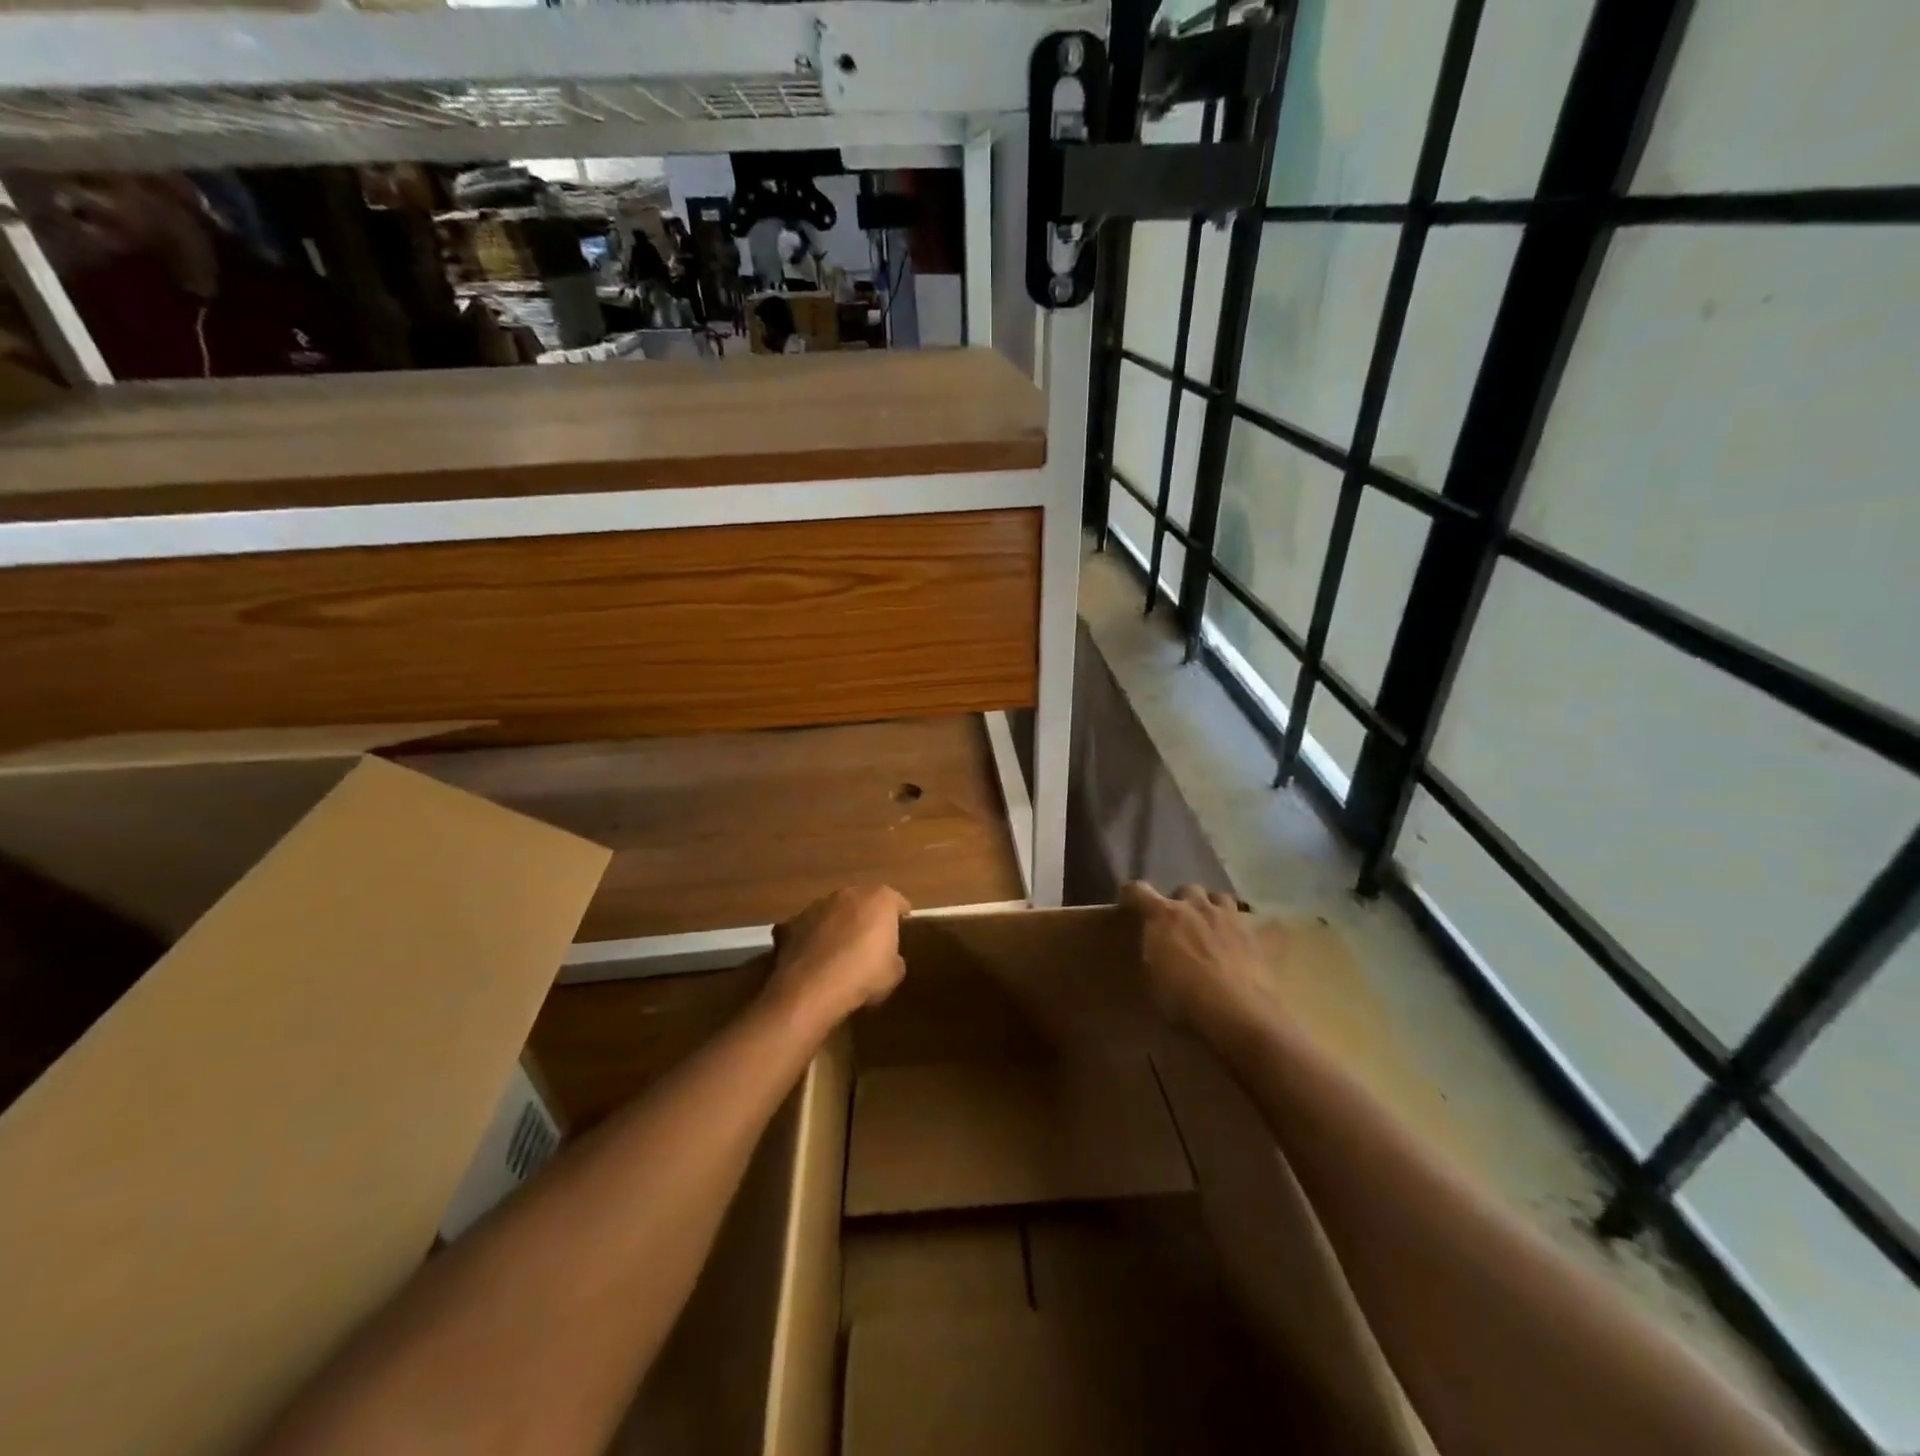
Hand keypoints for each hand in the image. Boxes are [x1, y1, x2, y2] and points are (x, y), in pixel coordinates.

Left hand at [767, 884, 909, 1030]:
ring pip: (834, 911)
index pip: (897, 902)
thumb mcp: (894, 973)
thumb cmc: (863, 975)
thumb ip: (894, 958)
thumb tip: (888, 959)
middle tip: (870, 940)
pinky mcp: (792, 921)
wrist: (812, 987)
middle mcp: (849, 893)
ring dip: (838, 924)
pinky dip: (813, 938)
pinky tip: (814, 959)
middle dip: (867, 917)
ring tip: (839, 950)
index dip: (900, 916)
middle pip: (863, 901)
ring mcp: (817, 905)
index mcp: (879, 899)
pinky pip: (810, 928)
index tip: (902, 928)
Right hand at [1120, 881, 1271, 1039]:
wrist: (1239, 1014)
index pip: (1138, 890)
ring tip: (1208, 926)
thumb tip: (1154, 948)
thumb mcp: (1153, 980)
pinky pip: (1242, 920)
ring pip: (1217, 897)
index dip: (1130, 894)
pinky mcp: (1253, 934)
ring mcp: (1228, 917)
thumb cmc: (1185, 1000)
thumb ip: (1152, 953)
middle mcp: (1195, 907)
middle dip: (1180, 902)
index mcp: (1164, 915)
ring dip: (1210, 908)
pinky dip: (1234, 928)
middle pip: (1185, 889)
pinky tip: (1234, 945)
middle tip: (1177, 922)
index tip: (1128, 902)